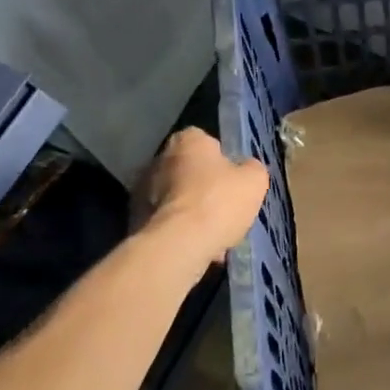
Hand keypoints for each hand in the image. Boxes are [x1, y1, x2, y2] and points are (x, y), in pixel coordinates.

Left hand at [137, 128, 268, 261]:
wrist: (178, 245)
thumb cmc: (219, 202)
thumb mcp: (254, 180)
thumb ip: (251, 168)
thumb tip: (246, 169)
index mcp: (187, 141)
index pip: (206, 141)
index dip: (221, 160)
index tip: (232, 179)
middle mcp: (158, 158)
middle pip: (188, 171)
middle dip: (203, 187)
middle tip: (223, 208)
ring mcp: (142, 191)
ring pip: (176, 199)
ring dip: (191, 212)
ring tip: (214, 236)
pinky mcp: (135, 220)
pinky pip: (166, 223)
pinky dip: (179, 232)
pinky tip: (198, 248)